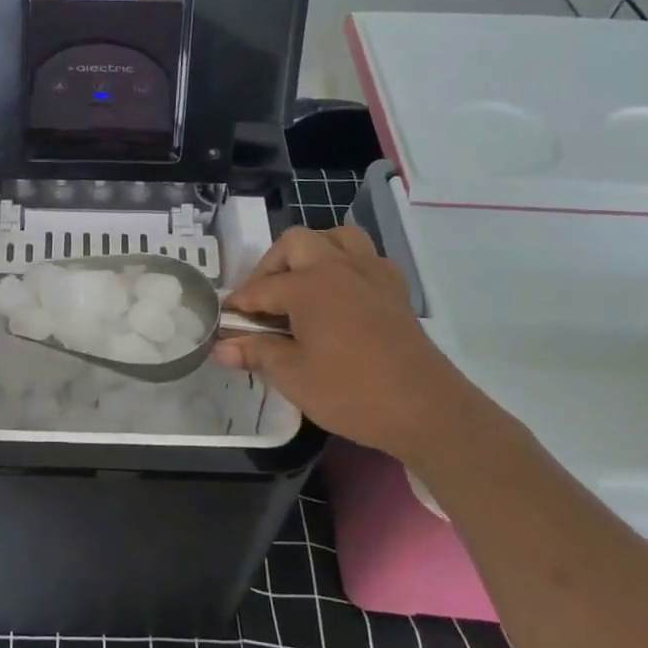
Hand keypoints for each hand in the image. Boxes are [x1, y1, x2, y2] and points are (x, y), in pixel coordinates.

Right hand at [214, 226, 492, 464]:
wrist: (426, 409)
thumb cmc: (351, 392)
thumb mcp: (292, 376)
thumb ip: (256, 352)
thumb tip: (221, 347)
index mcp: (309, 285)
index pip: (260, 288)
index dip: (238, 305)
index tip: (224, 321)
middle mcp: (339, 267)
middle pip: (295, 244)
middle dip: (271, 267)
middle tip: (262, 302)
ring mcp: (372, 274)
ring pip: (336, 238)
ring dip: (312, 253)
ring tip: (301, 285)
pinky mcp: (394, 289)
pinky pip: (365, 257)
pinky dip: (345, 265)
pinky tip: (339, 295)